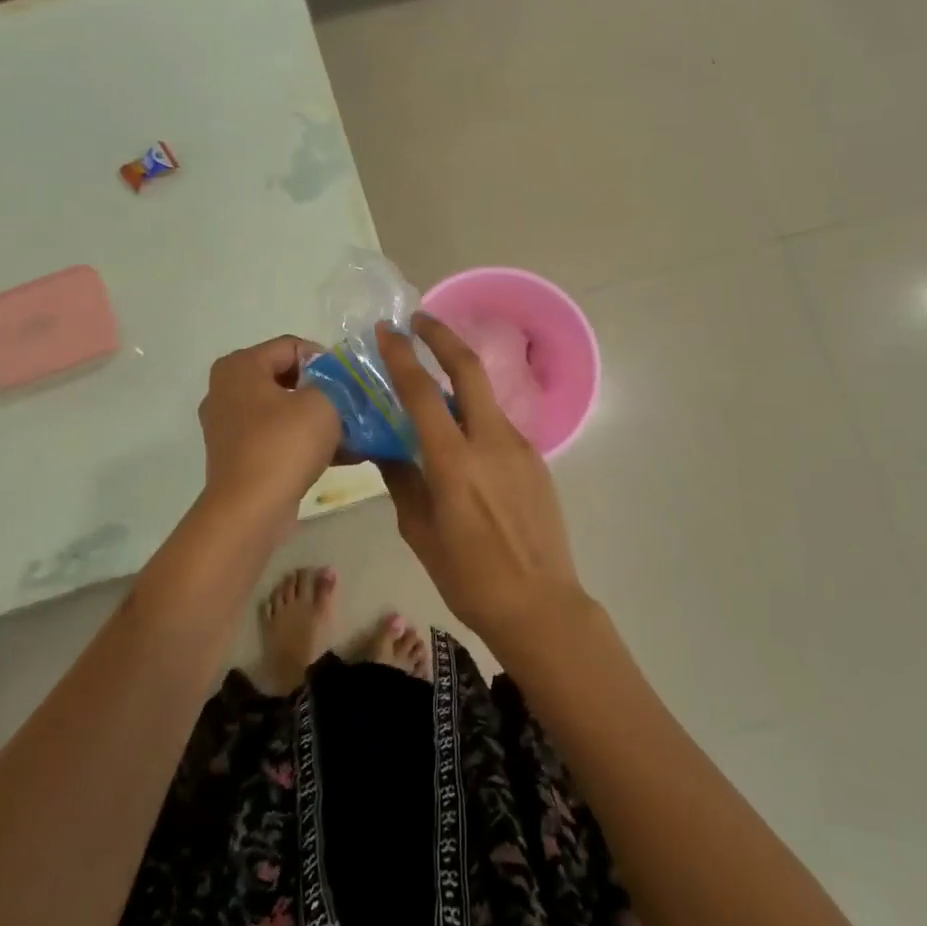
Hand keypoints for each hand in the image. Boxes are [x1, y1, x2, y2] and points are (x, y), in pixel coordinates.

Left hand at [198, 336, 341, 527]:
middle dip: (324, 391)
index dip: (327, 361)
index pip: (293, 346)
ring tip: (353, 434)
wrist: (250, 511)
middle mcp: (226, 389)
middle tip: (352, 407)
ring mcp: (228, 425)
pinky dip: (303, 441)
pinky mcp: (236, 455)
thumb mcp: (324, 402)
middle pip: (287, 377)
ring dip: (317, 419)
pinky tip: (339, 456)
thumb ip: (336, 382)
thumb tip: (339, 384)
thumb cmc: (284, 445)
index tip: (350, 384)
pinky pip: (276, 436)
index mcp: (240, 365)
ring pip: (283, 410)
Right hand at [375, 315, 586, 648]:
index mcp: (455, 462)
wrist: (539, 605)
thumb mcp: (420, 532)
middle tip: (420, 320)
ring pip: (485, 397)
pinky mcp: (537, 460)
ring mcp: (520, 447)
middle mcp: (491, 442)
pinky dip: (475, 416)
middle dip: (442, 336)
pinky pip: (498, 426)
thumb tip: (386, 449)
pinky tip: (463, 439)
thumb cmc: (468, 577)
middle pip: (469, 369)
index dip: (402, 356)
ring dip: (459, 379)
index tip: (387, 330)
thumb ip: (402, 481)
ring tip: (433, 386)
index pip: (423, 393)